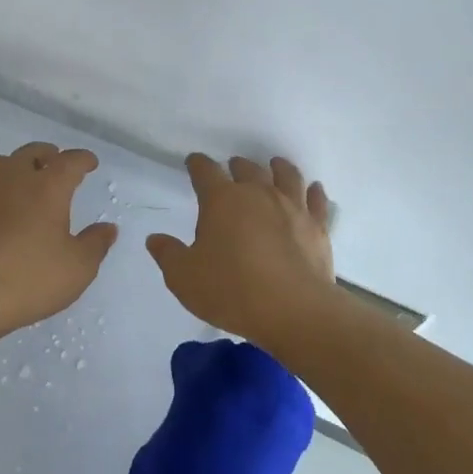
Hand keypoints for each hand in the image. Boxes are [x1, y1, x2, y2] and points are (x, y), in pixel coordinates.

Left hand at [0, 142, 117, 349]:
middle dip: (47, 155)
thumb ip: (95, 244)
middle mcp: (12, 179)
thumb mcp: (77, 269)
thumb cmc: (26, 278)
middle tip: (55, 164)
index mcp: (47, 187)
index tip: (90, 162)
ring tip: (23, 183)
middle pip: (31, 153)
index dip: (82, 160)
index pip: (69, 161)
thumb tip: (107, 228)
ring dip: (15, 168)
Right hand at [146, 154, 336, 344]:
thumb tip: (155, 239)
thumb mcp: (184, 278)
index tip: (193, 162)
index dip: (197, 164)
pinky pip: (317, 200)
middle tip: (232, 168)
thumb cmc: (231, 291)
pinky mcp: (317, 226)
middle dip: (236, 166)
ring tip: (274, 165)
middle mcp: (258, 194)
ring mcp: (292, 207)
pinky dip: (314, 192)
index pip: (205, 171)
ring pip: (286, 175)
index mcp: (222, 200)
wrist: (294, 311)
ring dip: (277, 167)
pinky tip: (314, 189)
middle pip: (247, 168)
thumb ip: (168, 255)